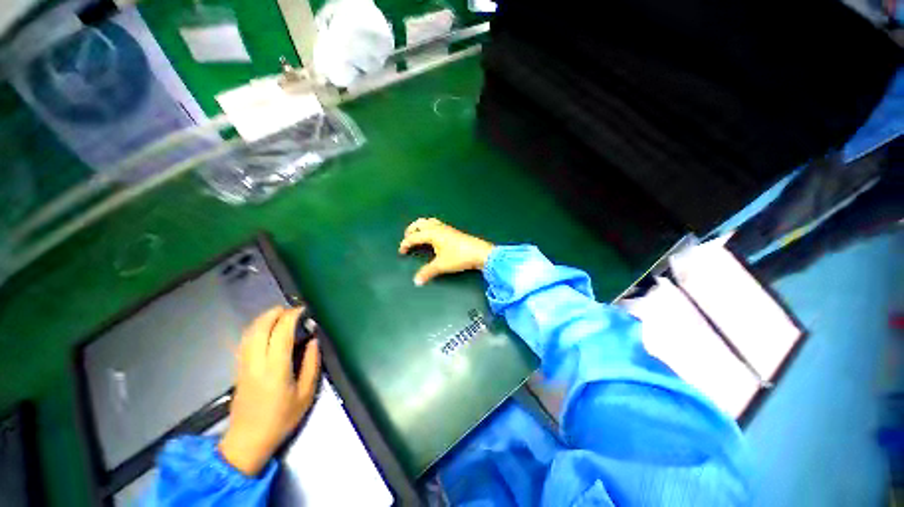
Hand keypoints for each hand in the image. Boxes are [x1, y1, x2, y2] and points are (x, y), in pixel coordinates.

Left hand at [219, 307, 320, 475]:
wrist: (247, 441)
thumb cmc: (281, 419)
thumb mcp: (306, 394)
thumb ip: (311, 364)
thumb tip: (313, 341)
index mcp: (275, 369)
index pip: (281, 333)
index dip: (291, 317)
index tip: (303, 310)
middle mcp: (256, 363)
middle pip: (260, 328)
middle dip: (275, 313)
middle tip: (291, 309)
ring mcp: (243, 365)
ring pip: (249, 333)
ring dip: (263, 319)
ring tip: (279, 315)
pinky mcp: (238, 369)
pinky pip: (244, 341)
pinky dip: (255, 329)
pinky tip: (265, 329)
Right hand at [399, 218, 493, 284]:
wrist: (479, 252)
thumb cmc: (458, 257)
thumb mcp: (441, 265)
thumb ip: (427, 272)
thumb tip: (416, 281)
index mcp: (432, 233)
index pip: (414, 237)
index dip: (405, 244)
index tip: (401, 252)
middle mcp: (437, 228)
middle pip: (420, 223)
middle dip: (411, 230)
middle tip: (407, 239)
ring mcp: (446, 228)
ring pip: (429, 222)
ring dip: (421, 226)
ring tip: (418, 235)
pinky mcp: (452, 231)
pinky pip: (436, 224)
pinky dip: (429, 227)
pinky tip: (433, 236)